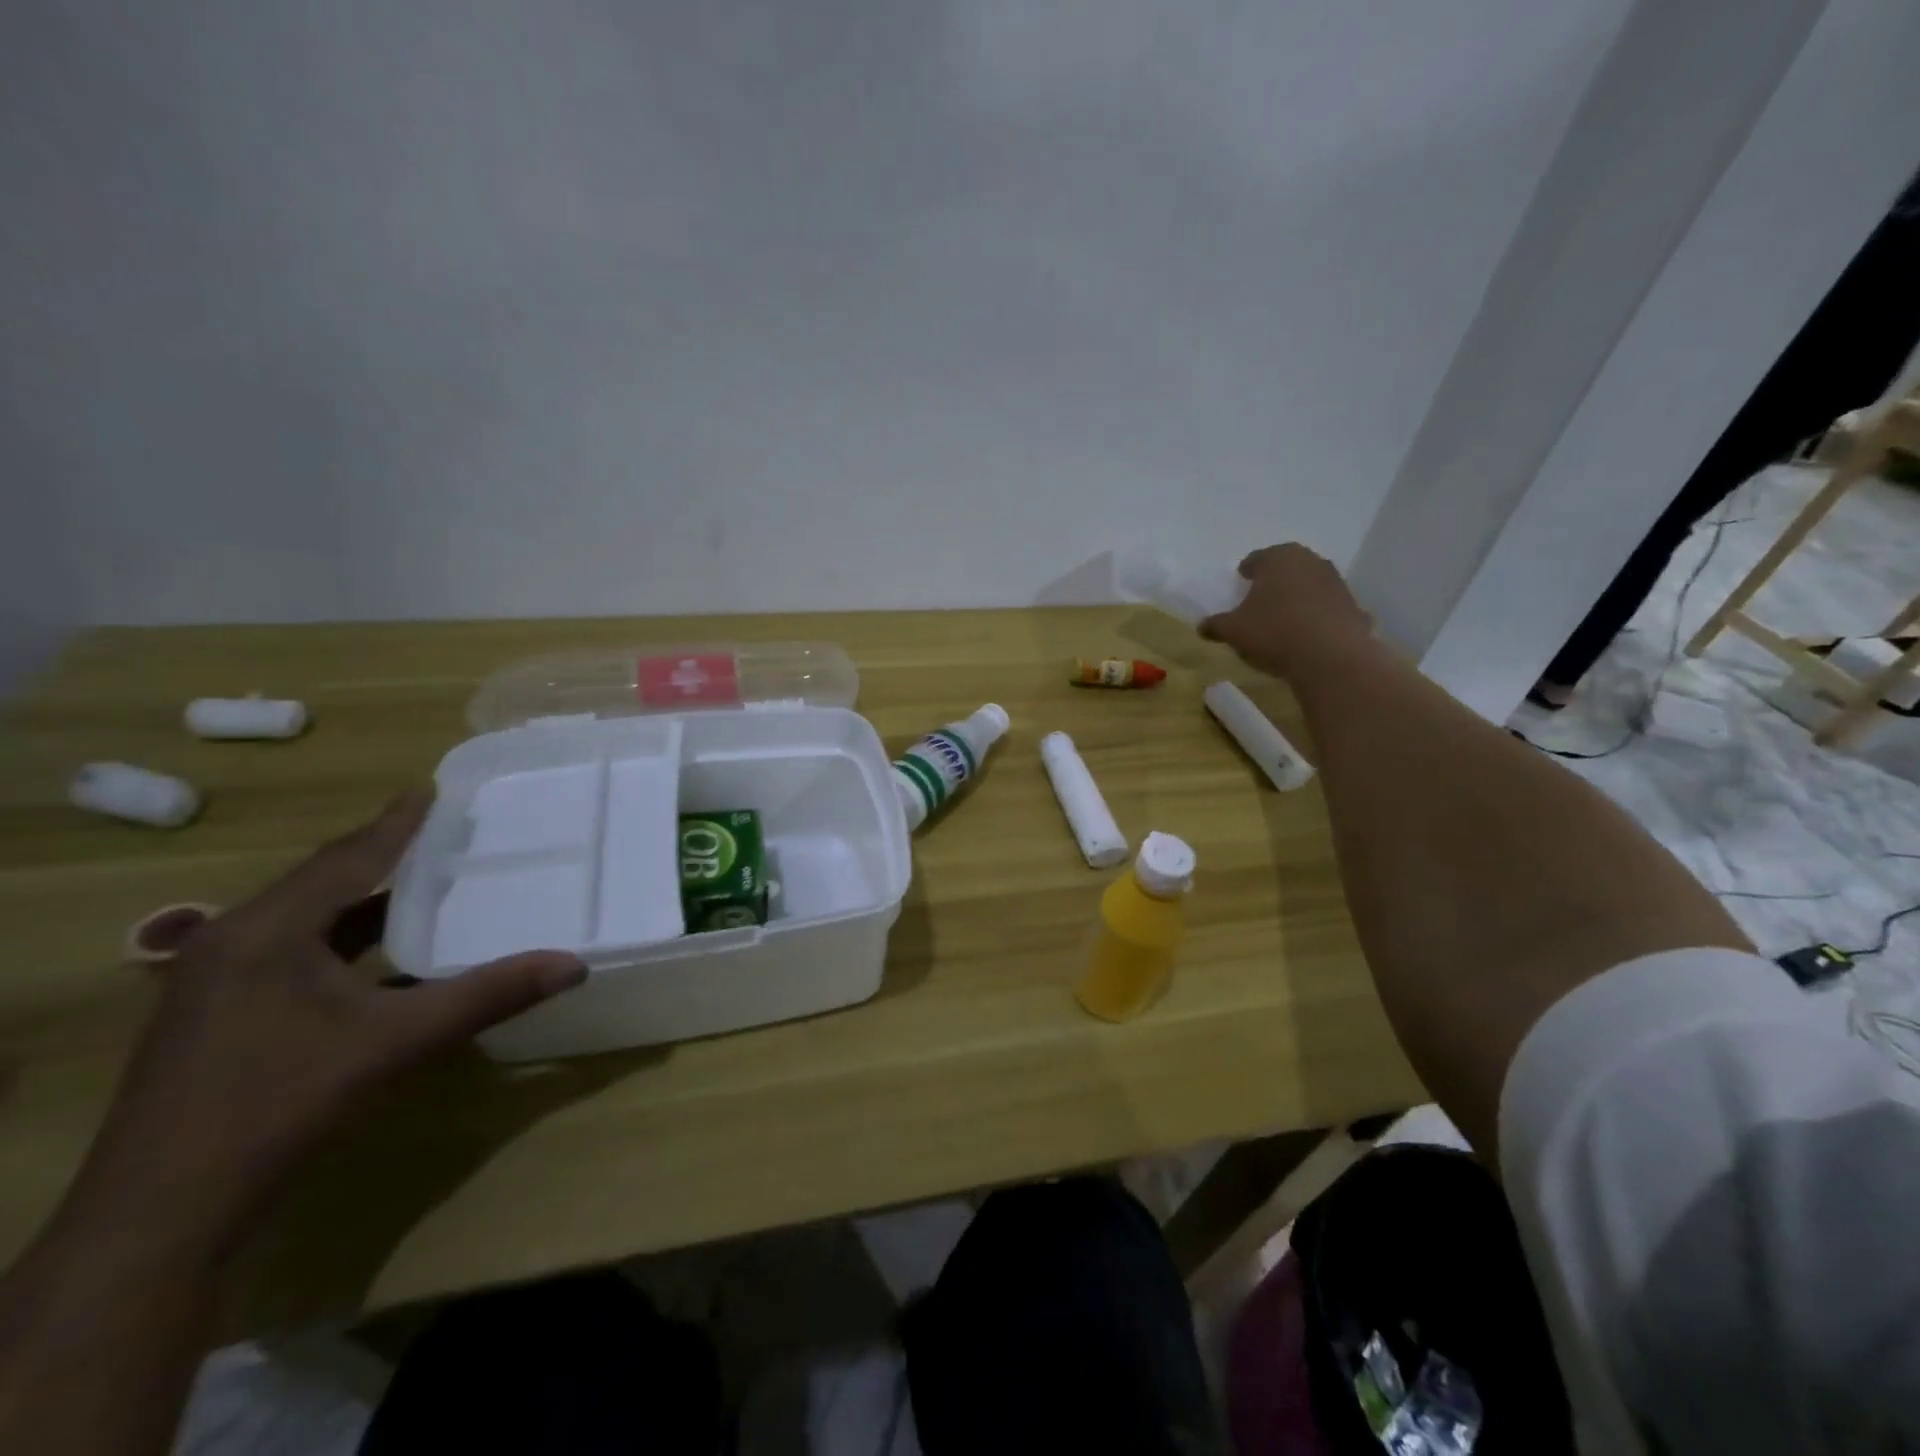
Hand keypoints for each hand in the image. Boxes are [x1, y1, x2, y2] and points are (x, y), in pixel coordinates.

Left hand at [63, 792, 585, 1260]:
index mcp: (267, 930)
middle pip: (321, 882)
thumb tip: (573, 964)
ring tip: (423, 884)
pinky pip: (294, 956)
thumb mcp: (397, 1042)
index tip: (432, 790)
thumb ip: (488, 995)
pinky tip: (385, 959)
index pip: (347, 859)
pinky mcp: (217, 1020)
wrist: (162, 1217)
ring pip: (305, 922)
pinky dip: (345, 945)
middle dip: (380, 856)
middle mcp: (233, 943)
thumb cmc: (281, 1102)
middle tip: (439, 833)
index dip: (395, 824)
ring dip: (363, 903)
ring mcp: (216, 985)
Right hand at [1201, 543, 1373, 679]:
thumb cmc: (1274, 632)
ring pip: (1308, 585)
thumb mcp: (1234, 630)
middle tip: (1259, 601)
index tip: (1239, 585)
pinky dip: (1315, 616)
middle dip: (1273, 582)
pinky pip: (1325, 607)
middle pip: (1285, 568)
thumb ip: (1216, 625)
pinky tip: (1306, 636)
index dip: (1245, 572)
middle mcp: (1310, 561)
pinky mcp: (1352, 605)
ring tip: (1283, 620)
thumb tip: (1202, 626)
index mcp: (1278, 558)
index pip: (1256, 559)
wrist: (1332, 657)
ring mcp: (1335, 581)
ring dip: (1296, 597)